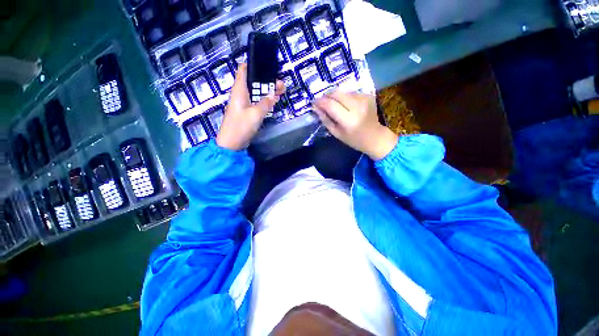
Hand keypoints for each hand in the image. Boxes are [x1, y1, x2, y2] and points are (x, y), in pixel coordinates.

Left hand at [216, 64, 284, 150]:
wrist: (232, 143)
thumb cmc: (241, 126)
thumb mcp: (255, 114)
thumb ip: (265, 103)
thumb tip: (273, 94)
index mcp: (239, 90)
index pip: (243, 70)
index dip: (253, 65)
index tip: (267, 65)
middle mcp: (241, 95)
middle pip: (254, 82)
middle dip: (267, 81)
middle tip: (281, 83)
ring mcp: (244, 104)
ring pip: (257, 93)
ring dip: (268, 91)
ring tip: (282, 91)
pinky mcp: (247, 113)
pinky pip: (257, 103)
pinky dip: (265, 101)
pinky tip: (274, 101)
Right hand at [313, 91, 397, 160]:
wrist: (375, 136)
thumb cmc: (354, 139)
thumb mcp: (336, 133)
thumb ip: (325, 120)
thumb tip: (316, 108)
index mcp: (348, 120)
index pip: (330, 105)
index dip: (320, 102)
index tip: (313, 102)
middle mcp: (357, 106)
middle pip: (336, 93)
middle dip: (326, 96)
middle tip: (322, 102)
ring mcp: (364, 99)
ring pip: (343, 91)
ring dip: (335, 96)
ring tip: (334, 105)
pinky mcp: (368, 95)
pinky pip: (350, 92)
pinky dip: (344, 97)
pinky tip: (345, 105)